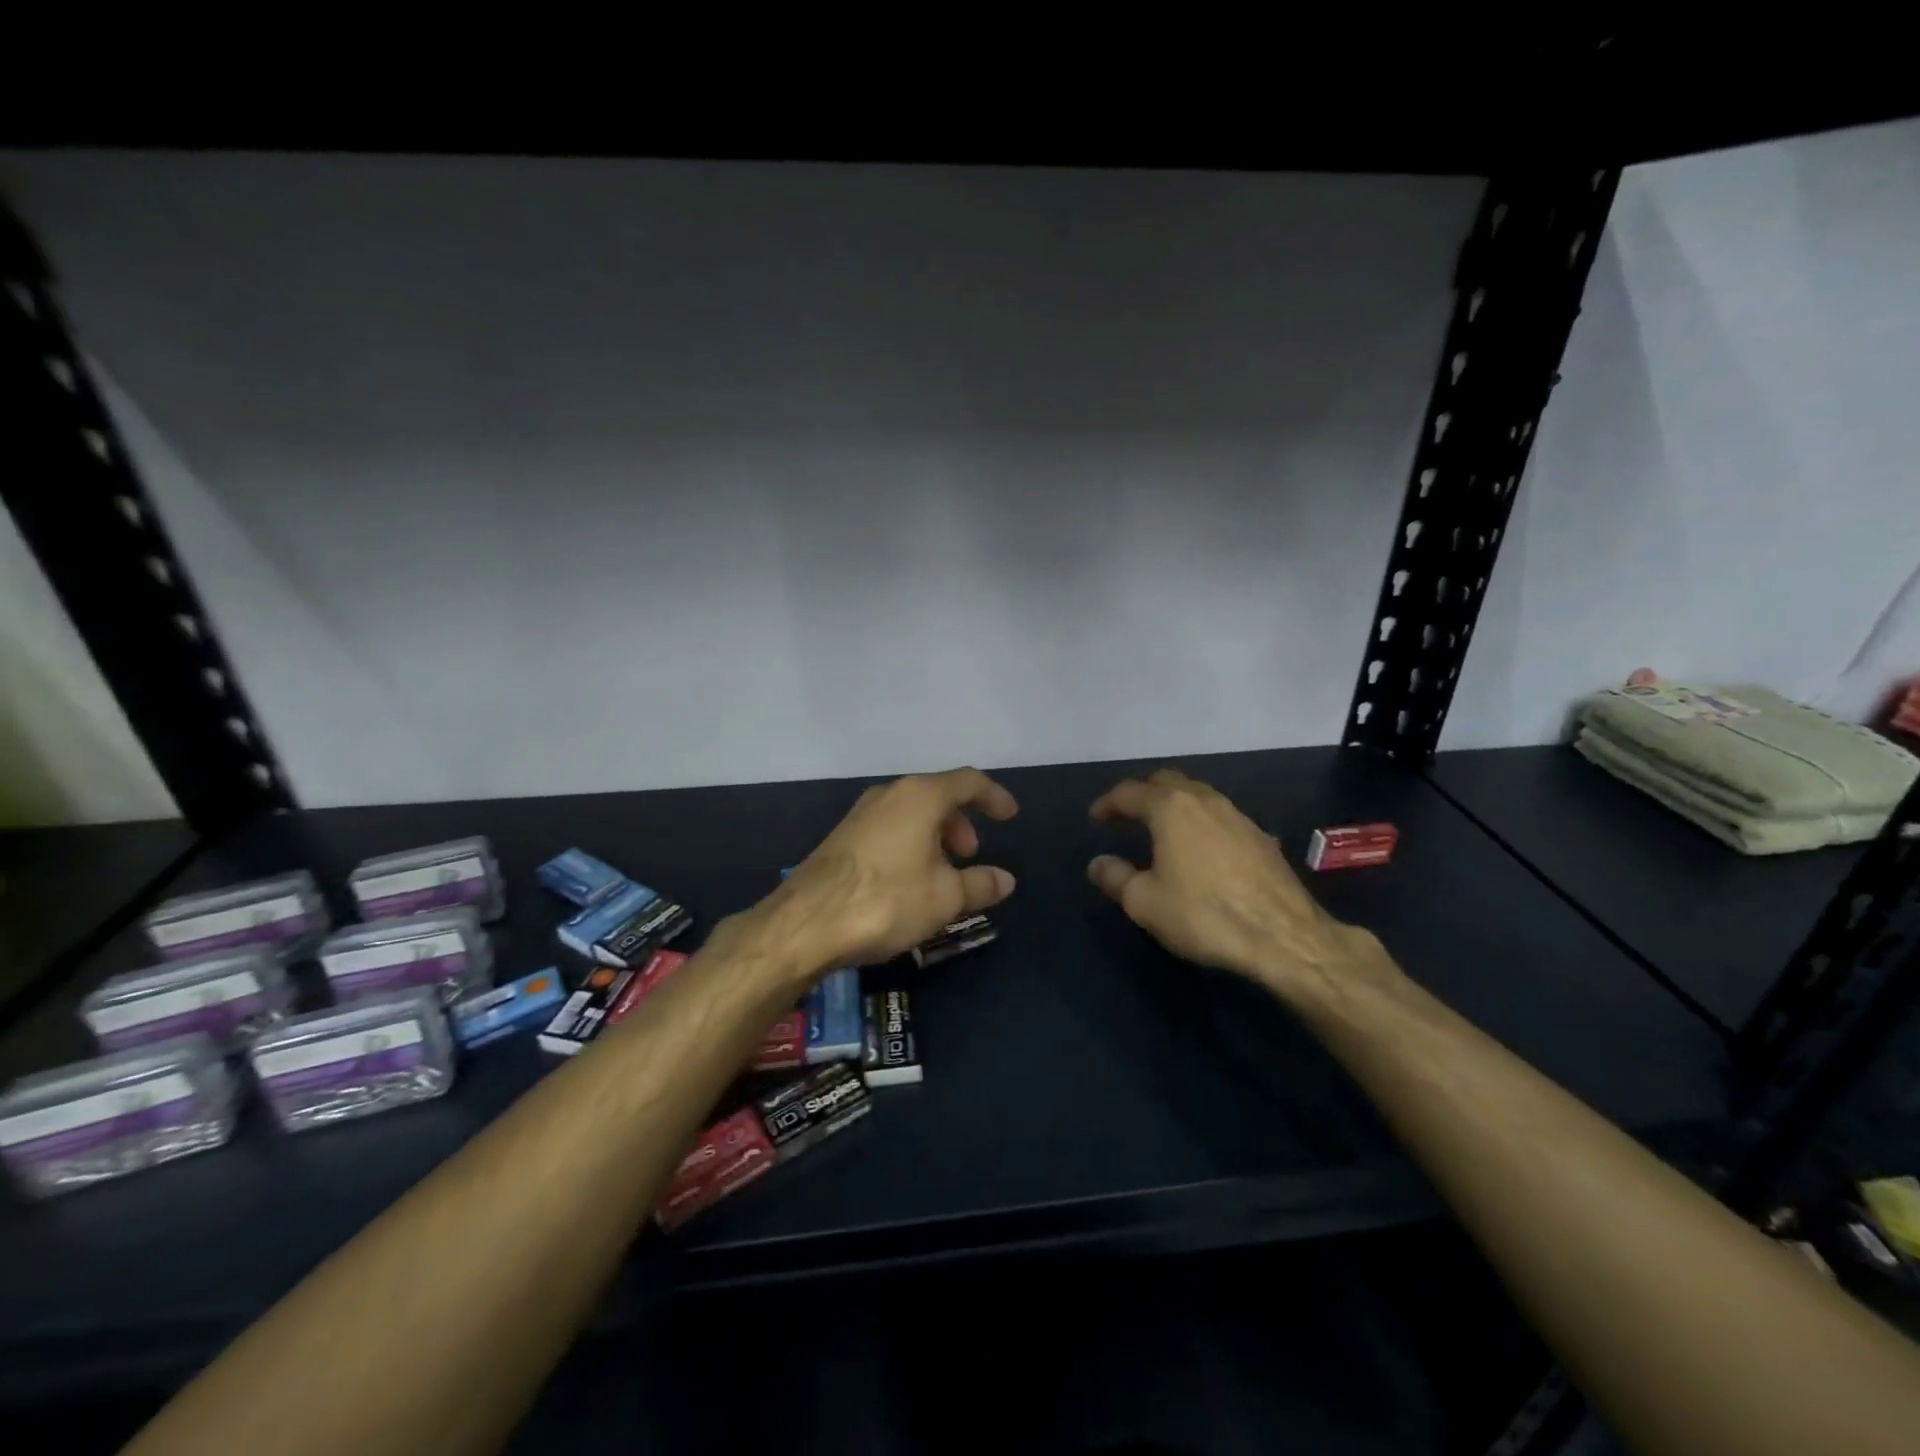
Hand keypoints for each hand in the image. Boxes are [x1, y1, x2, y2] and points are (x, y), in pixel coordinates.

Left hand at [763, 768, 1018, 974]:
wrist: (807, 922)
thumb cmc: (887, 899)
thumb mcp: (945, 897)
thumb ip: (980, 884)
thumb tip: (1005, 879)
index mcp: (920, 796)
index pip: (968, 781)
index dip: (994, 796)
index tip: (1010, 816)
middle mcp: (890, 794)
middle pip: (937, 796)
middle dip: (961, 822)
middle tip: (970, 855)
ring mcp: (861, 814)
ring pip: (911, 813)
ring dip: (935, 836)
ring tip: (942, 875)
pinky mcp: (842, 836)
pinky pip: (889, 828)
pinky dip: (910, 844)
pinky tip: (909, 881)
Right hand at [1088, 769, 1381, 1004]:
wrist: (1284, 937)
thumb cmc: (1203, 914)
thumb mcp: (1145, 902)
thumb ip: (1116, 878)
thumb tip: (1098, 863)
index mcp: (1171, 808)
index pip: (1130, 792)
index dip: (1108, 803)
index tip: (1096, 817)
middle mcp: (1205, 801)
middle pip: (1168, 781)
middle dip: (1144, 793)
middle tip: (1128, 813)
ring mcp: (1239, 816)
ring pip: (1199, 796)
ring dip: (1176, 805)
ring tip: (1163, 828)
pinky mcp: (1262, 838)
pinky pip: (1222, 818)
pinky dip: (1202, 823)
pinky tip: (1203, 848)